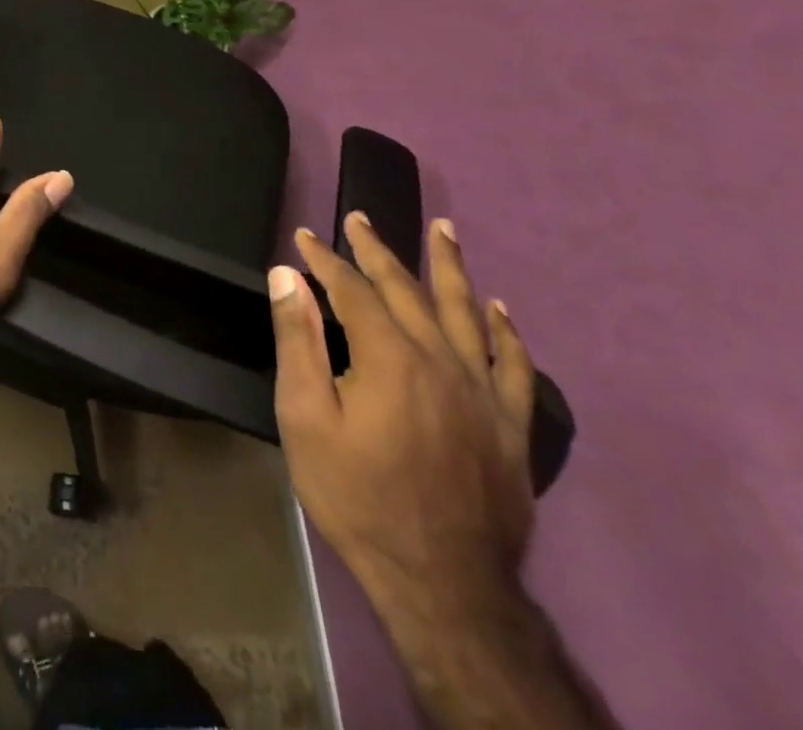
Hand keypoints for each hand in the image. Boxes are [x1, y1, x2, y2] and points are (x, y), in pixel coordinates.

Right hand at [268, 214, 535, 611]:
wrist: (443, 584)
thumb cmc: (358, 497)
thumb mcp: (306, 419)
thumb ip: (298, 341)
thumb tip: (287, 275)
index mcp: (389, 356)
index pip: (353, 289)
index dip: (326, 260)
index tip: (305, 237)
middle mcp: (441, 359)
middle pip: (406, 289)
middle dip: (377, 250)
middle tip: (360, 218)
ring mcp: (483, 392)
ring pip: (466, 312)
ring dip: (451, 267)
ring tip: (444, 230)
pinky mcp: (512, 426)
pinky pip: (515, 366)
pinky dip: (506, 332)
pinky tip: (499, 309)